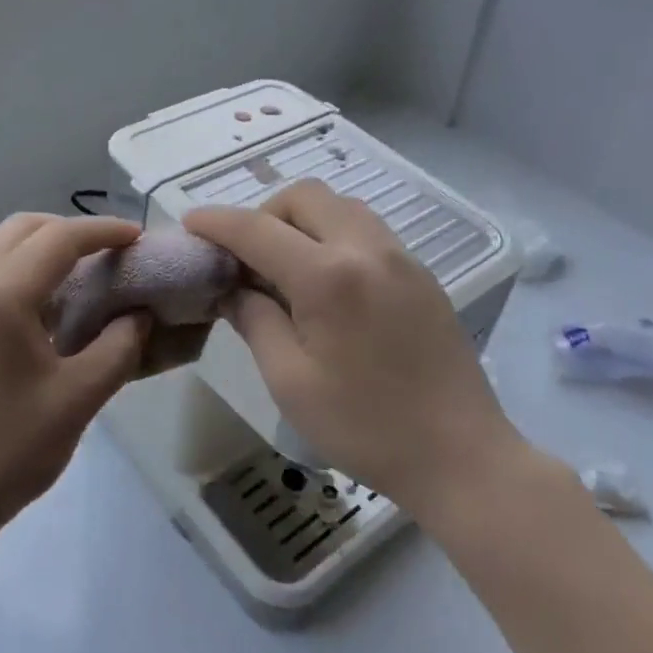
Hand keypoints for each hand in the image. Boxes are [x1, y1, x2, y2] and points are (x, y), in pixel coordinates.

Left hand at [0, 213, 147, 549]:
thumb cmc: (6, 452)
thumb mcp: (77, 400)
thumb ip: (119, 347)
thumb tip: (139, 315)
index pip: (58, 238)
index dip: (103, 231)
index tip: (138, 239)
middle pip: (22, 228)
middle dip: (70, 230)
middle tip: (109, 254)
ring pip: (0, 247)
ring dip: (43, 249)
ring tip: (82, 277)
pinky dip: (21, 271)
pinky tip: (45, 309)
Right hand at [185, 180, 525, 515]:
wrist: (462, 456)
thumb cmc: (366, 428)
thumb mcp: (290, 381)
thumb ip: (255, 320)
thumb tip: (232, 287)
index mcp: (328, 276)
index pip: (257, 229)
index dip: (217, 223)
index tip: (191, 223)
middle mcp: (365, 248)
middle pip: (303, 196)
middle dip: (264, 214)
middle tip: (248, 258)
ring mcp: (400, 256)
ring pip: (338, 205)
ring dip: (301, 219)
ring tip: (287, 266)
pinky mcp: (420, 272)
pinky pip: (365, 228)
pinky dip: (333, 233)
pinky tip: (328, 281)